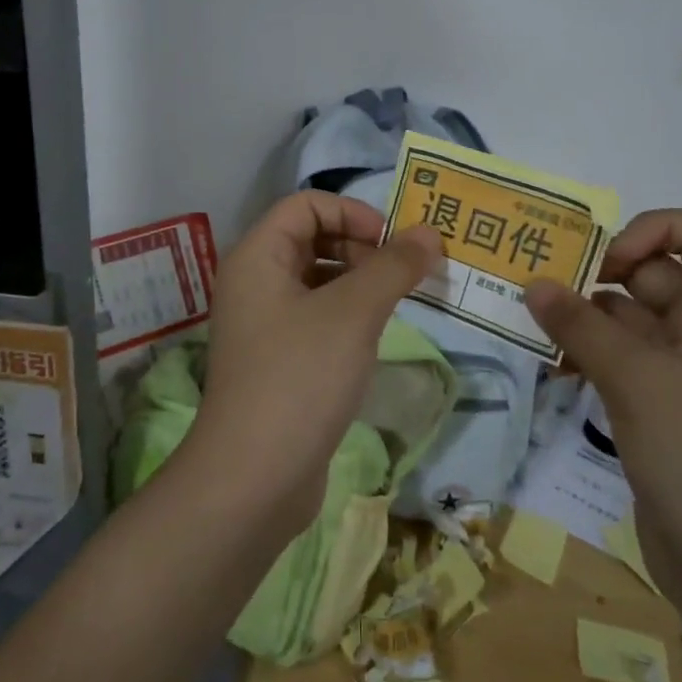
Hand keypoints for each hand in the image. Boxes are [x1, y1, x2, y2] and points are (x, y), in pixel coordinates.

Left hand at [188, 194, 441, 534]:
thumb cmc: (300, 377)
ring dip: (358, 280)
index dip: (352, 212)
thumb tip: (429, 233)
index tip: (392, 242)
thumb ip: (393, 266)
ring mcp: (261, 324)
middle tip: (403, 273)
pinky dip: (346, 314)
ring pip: (315, 280)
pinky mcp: (275, 360)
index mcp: (257, 256)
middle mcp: (252, 282)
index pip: (305, 204)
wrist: (254, 477)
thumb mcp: (354, 313)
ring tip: (397, 302)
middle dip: (360, 246)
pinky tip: (373, 336)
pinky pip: (314, 316)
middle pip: (309, 238)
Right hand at [524, 209, 681, 614]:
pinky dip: (586, 352)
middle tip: (537, 279)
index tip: (604, 261)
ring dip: (583, 314)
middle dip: (597, 272)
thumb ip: (581, 326)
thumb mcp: (638, 379)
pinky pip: (618, 357)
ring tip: (528, 317)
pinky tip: (548, 361)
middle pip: (655, 272)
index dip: (652, 232)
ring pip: (628, 317)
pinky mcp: (659, 403)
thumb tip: (532, 284)